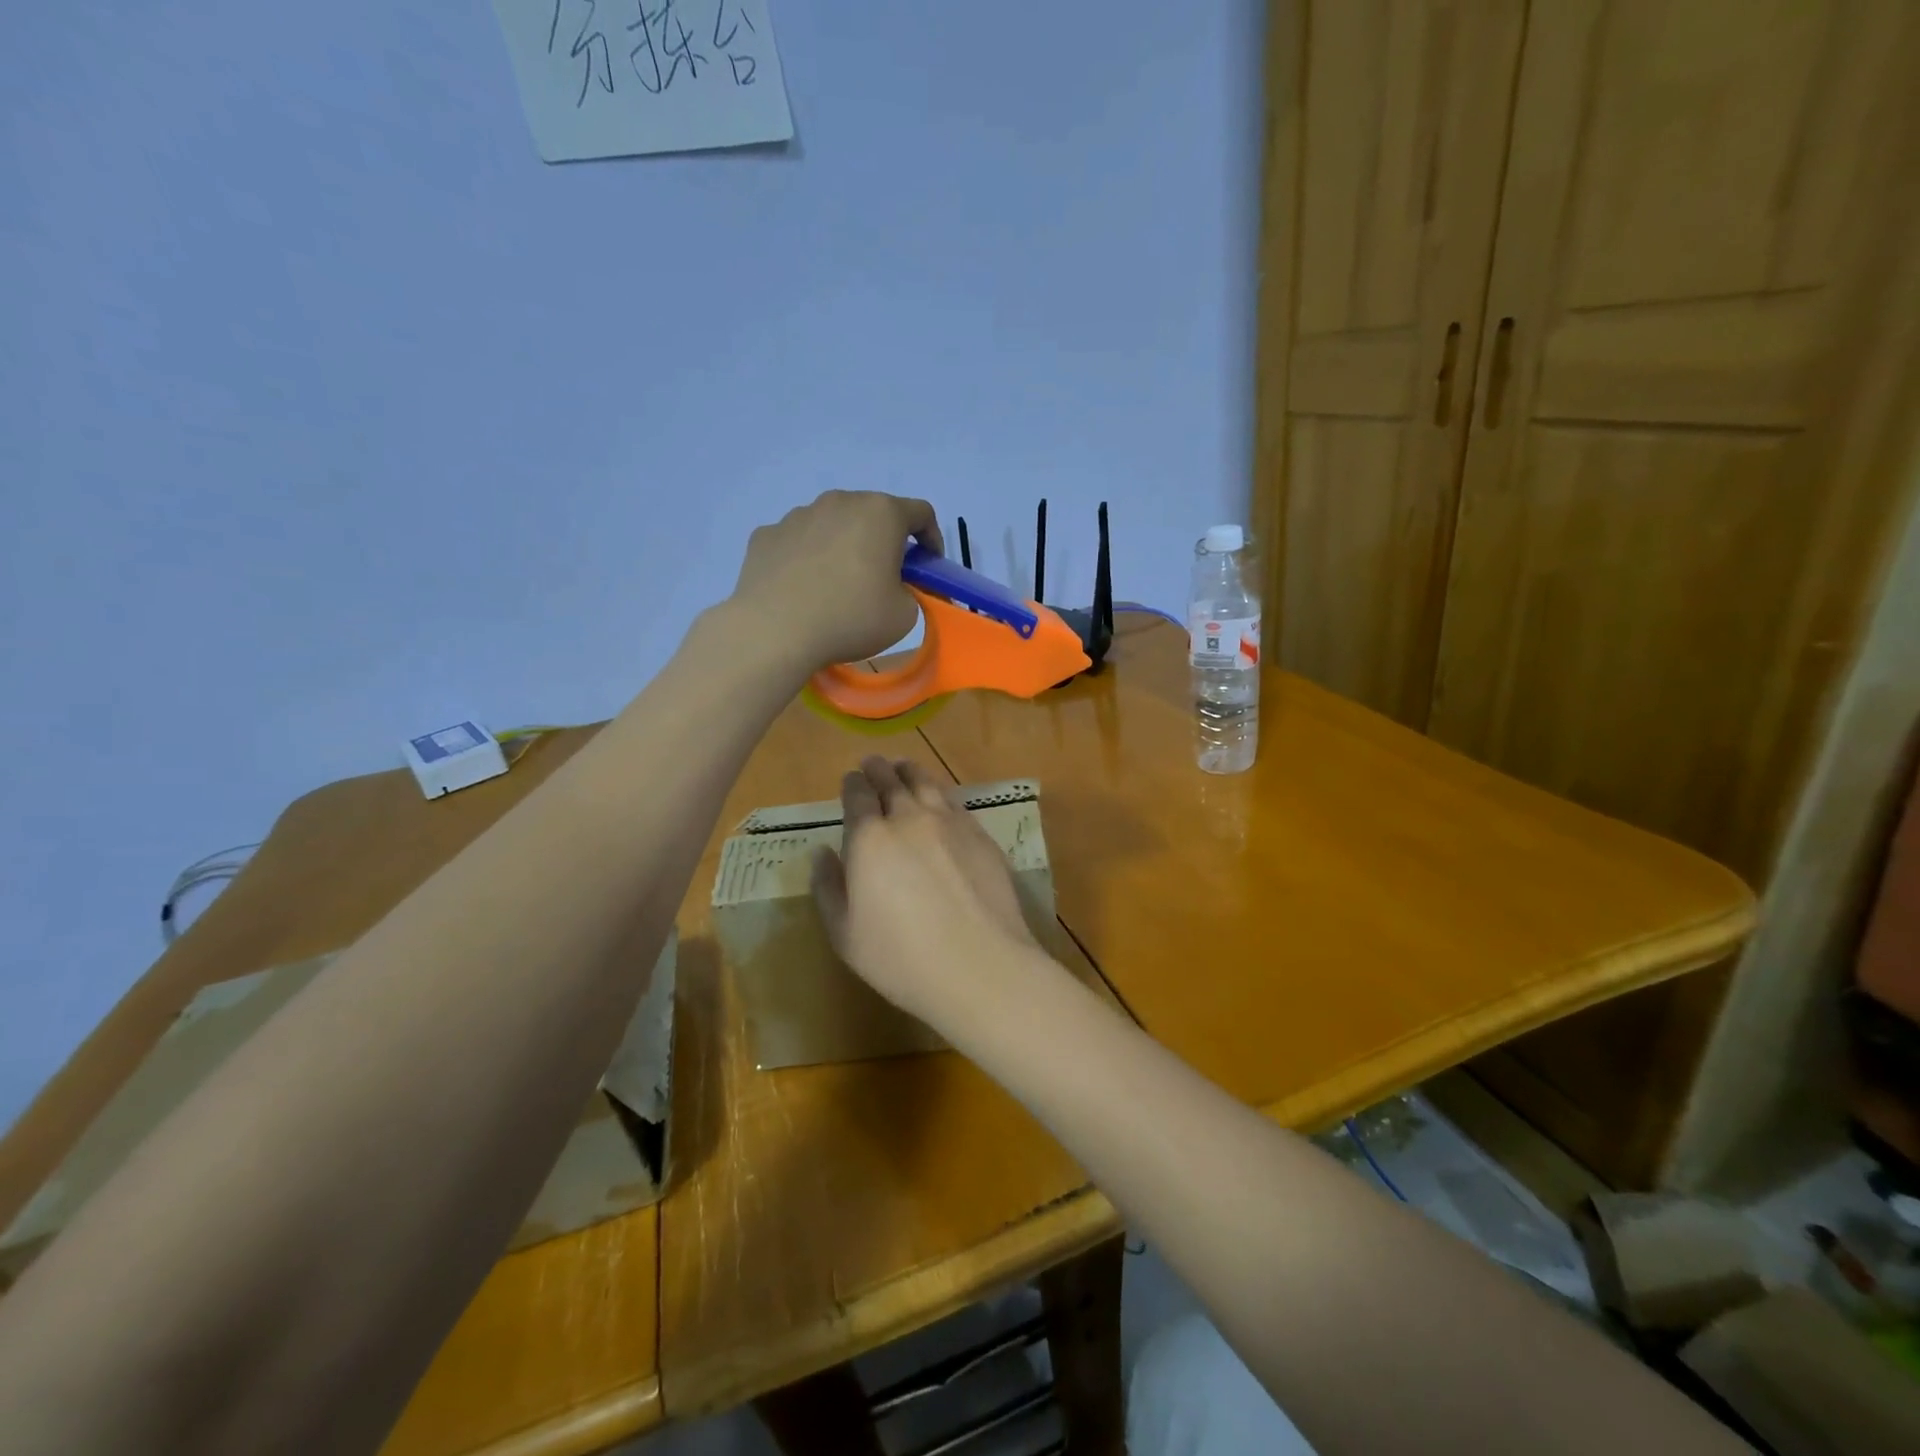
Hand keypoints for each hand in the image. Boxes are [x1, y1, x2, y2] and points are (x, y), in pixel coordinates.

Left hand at [728, 491, 942, 671]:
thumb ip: (910, 592)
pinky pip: (798, 543)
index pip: (921, 513)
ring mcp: (797, 515)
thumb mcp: (905, 615)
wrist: (775, 631)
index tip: (928, 566)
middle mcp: (839, 502)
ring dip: (843, 547)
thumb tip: (894, 586)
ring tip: (837, 587)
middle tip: (884, 578)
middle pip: (872, 515)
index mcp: (881, 513)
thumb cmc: (851, 618)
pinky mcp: (766, 535)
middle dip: (884, 542)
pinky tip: (802, 590)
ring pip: (832, 526)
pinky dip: (807, 560)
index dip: (932, 538)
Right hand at [811, 757, 1041, 1028]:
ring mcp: (950, 823)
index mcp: (869, 838)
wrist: (979, 965)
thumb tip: (822, 853)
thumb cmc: (900, 958)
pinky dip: (940, 792)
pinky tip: (940, 798)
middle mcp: (909, 818)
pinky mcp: (980, 835)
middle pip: (891, 781)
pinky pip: (954, 802)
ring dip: (910, 772)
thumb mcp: (844, 934)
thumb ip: (828, 888)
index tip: (850, 779)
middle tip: (873, 763)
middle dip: (878, 770)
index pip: (857, 796)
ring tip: (904, 767)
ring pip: (926, 784)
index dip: (852, 784)